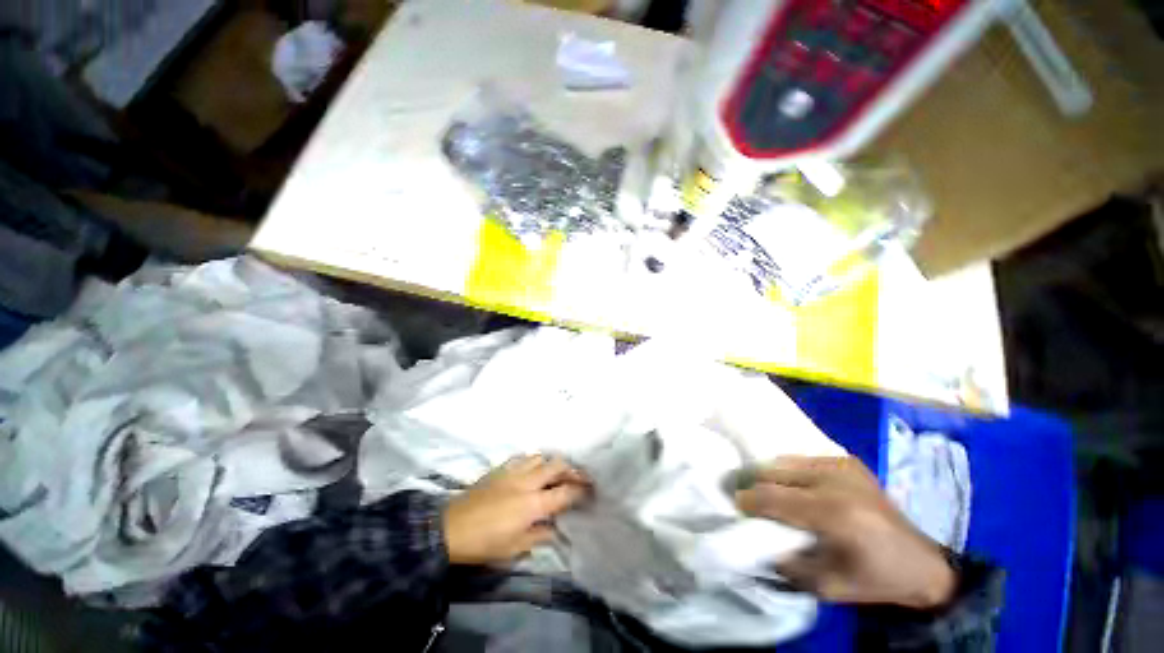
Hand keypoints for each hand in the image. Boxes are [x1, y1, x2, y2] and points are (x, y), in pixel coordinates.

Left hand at [443, 455, 589, 564]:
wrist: (450, 528)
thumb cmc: (484, 543)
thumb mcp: (515, 548)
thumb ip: (539, 535)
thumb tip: (556, 529)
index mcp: (534, 504)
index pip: (565, 492)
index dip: (581, 490)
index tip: (590, 490)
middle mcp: (528, 482)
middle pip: (557, 465)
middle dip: (572, 469)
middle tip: (579, 476)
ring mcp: (514, 471)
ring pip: (541, 457)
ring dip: (552, 463)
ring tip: (556, 472)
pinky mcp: (501, 468)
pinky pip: (523, 457)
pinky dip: (533, 461)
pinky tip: (532, 468)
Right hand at [736, 456, 956, 609]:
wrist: (922, 564)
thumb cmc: (873, 579)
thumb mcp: (825, 585)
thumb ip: (784, 560)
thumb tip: (753, 537)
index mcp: (834, 513)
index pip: (773, 497)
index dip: (747, 500)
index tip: (735, 505)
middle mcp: (835, 480)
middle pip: (774, 472)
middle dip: (755, 485)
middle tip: (748, 499)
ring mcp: (842, 465)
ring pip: (785, 461)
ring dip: (772, 477)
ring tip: (768, 492)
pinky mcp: (847, 460)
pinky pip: (802, 459)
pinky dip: (790, 471)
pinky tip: (793, 486)